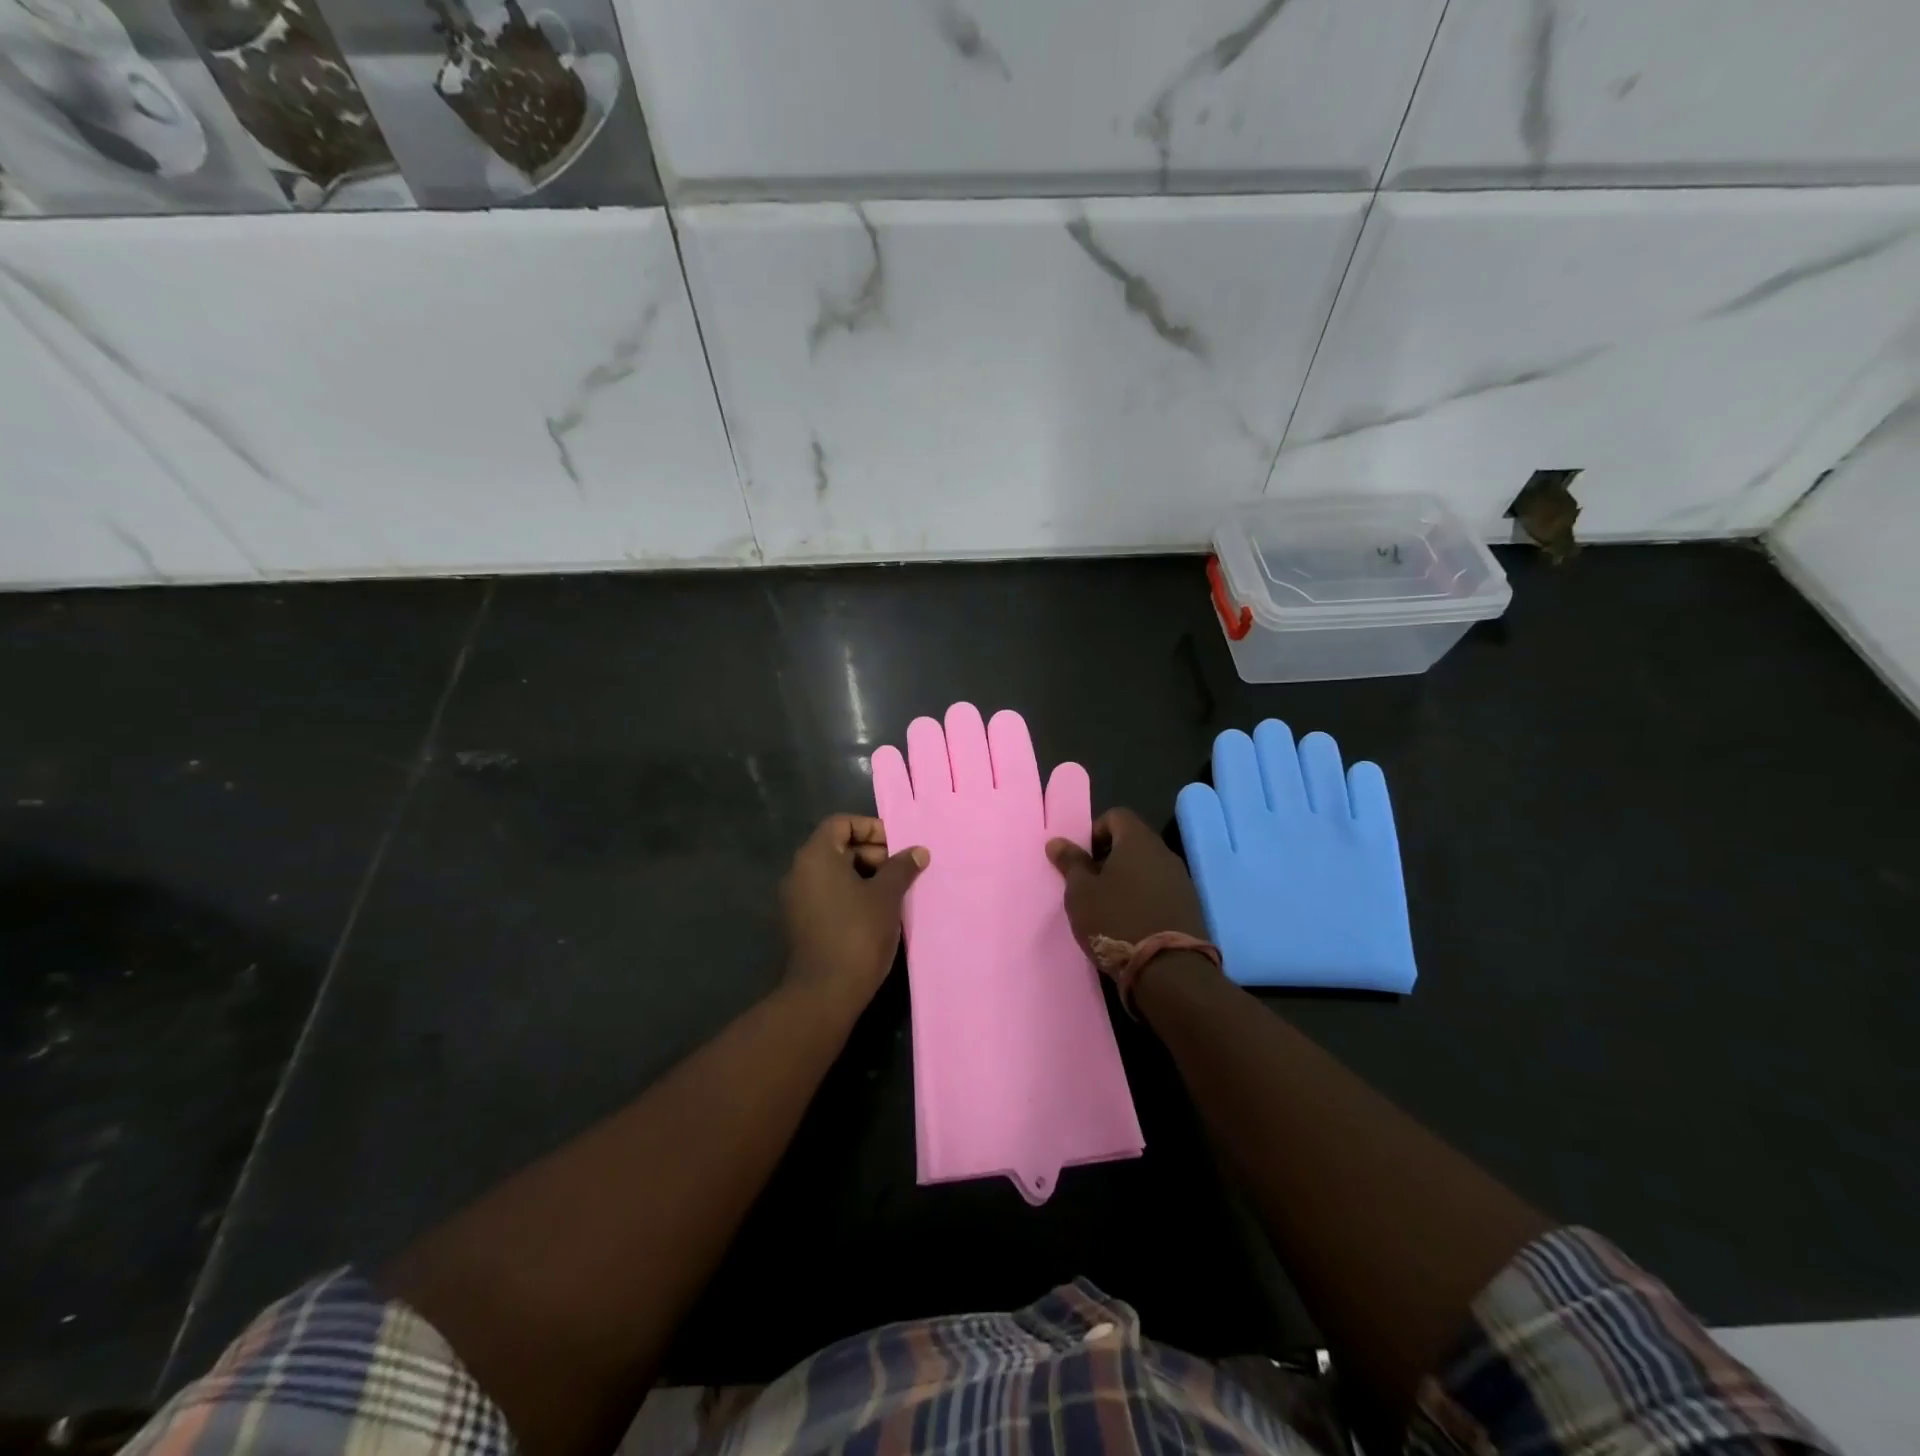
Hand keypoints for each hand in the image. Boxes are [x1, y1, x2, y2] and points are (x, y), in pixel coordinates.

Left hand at [780, 814, 927, 1014]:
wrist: (825, 992)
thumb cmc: (857, 933)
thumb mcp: (886, 896)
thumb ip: (902, 867)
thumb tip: (918, 851)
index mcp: (816, 856)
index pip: (841, 823)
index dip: (871, 828)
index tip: (898, 844)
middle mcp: (800, 872)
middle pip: (838, 847)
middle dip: (873, 854)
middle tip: (903, 870)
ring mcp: (798, 899)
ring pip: (836, 873)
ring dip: (866, 876)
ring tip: (897, 891)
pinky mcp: (802, 922)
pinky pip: (830, 895)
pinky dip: (853, 894)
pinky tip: (880, 911)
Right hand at [1046, 808, 1209, 950]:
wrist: (1169, 971)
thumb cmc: (1116, 922)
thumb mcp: (1081, 893)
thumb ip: (1071, 863)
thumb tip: (1057, 841)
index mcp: (1138, 841)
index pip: (1116, 815)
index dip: (1095, 831)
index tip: (1082, 860)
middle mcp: (1164, 853)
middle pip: (1133, 841)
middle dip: (1109, 857)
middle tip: (1090, 885)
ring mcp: (1181, 880)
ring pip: (1148, 867)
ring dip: (1127, 879)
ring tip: (1108, 907)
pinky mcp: (1189, 906)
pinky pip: (1161, 890)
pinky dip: (1144, 897)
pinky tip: (1130, 923)